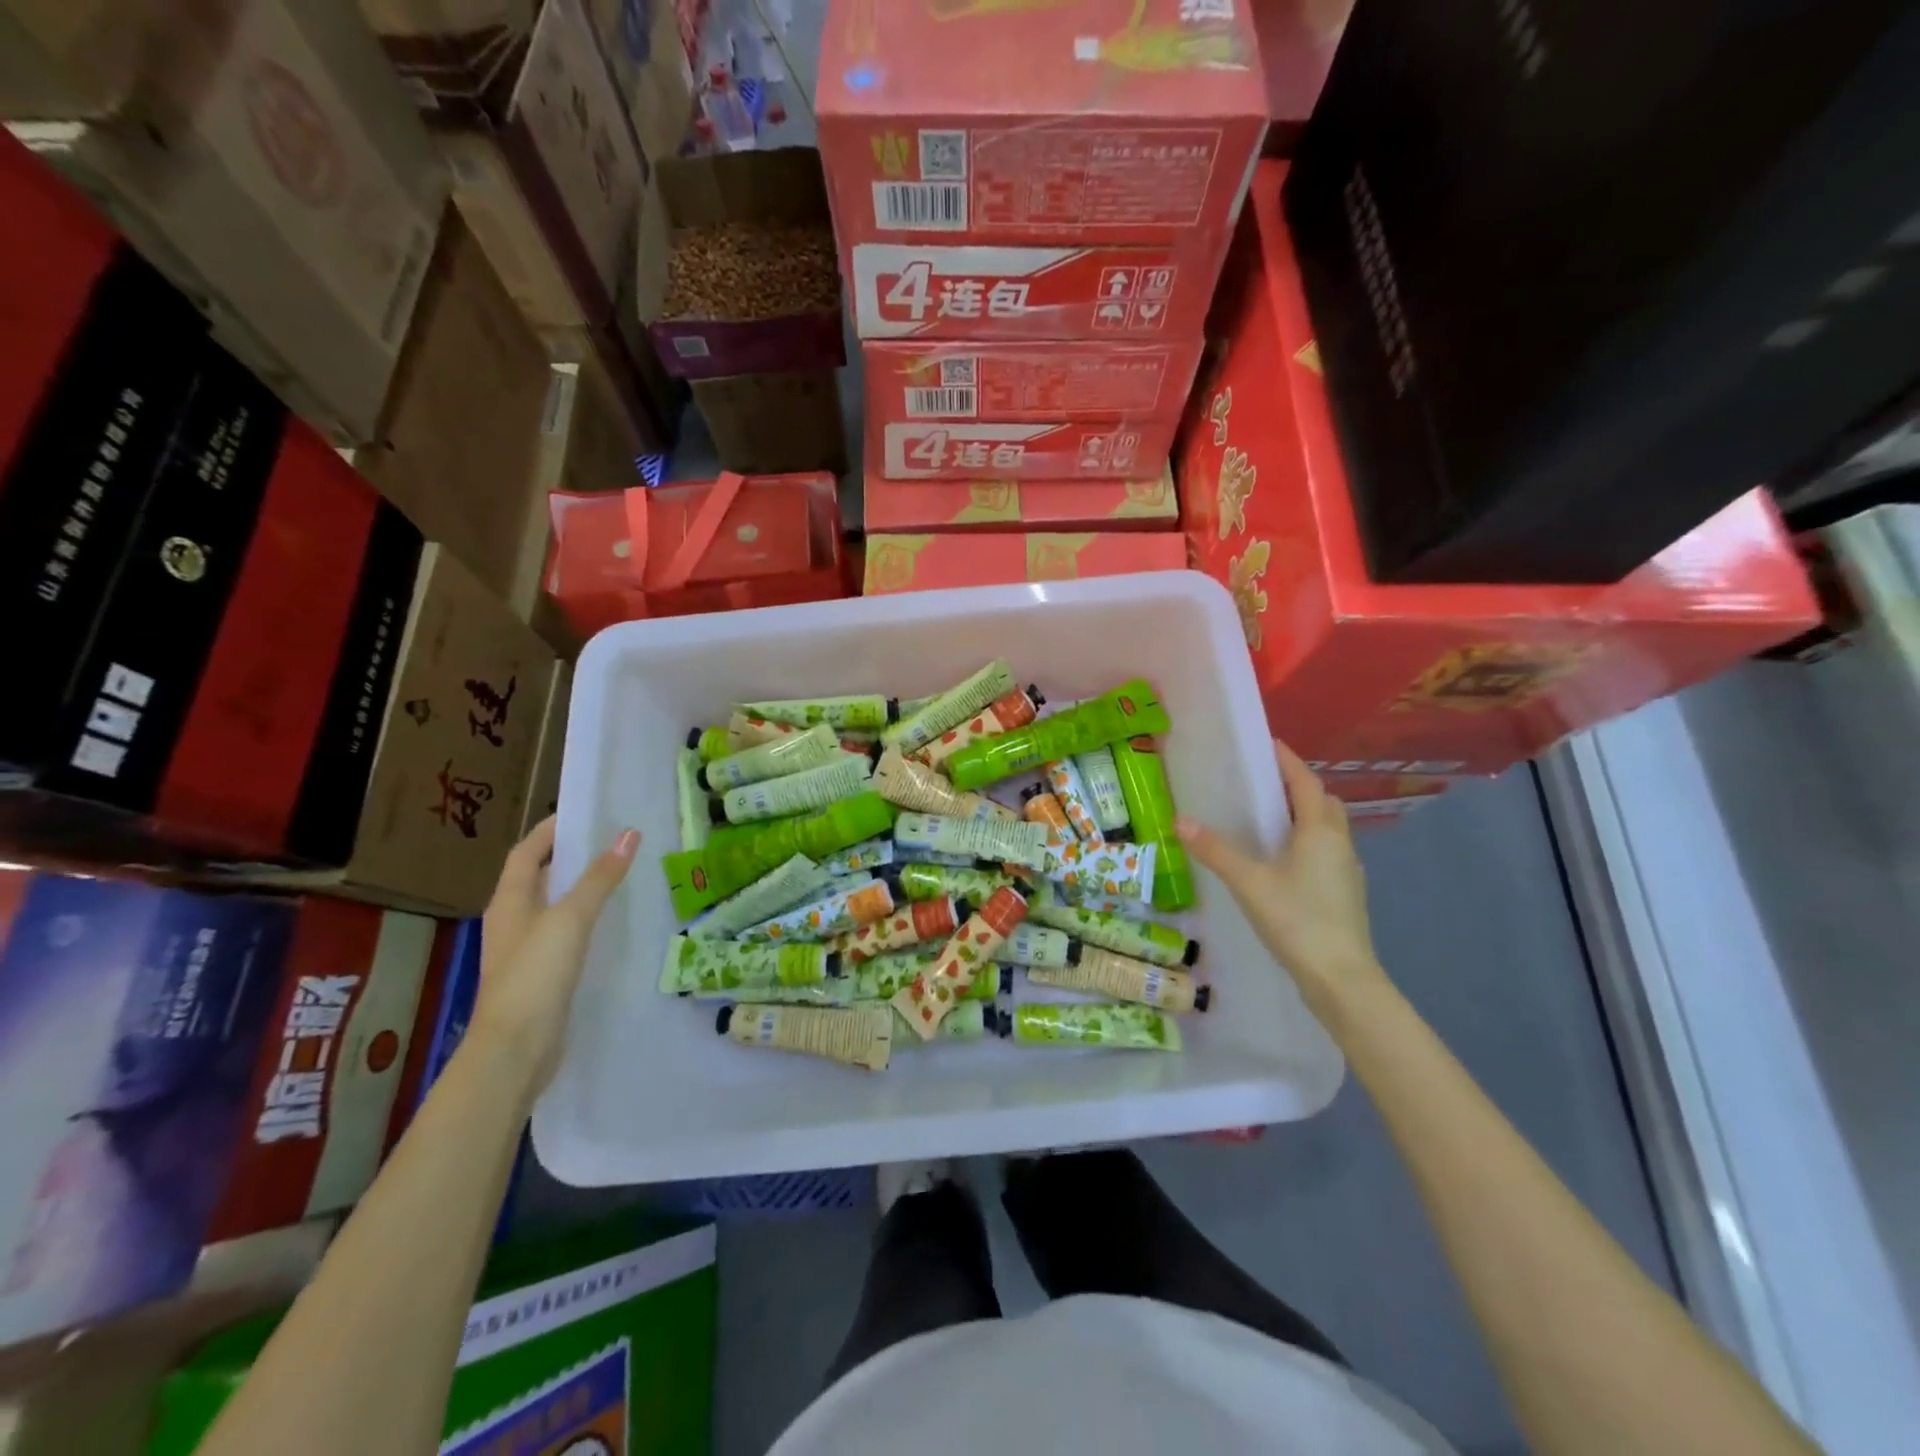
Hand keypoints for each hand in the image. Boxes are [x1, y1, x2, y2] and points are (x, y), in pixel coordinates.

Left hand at [474, 817, 637, 1087]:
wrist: (515, 1050)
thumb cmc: (535, 974)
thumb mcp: (570, 918)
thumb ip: (600, 877)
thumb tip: (629, 833)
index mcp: (509, 901)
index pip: (527, 853)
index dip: (551, 830)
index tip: (585, 812)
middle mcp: (513, 922)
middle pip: (539, 878)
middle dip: (571, 857)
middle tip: (612, 841)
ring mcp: (526, 951)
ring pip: (554, 908)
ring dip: (581, 889)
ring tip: (620, 875)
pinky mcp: (542, 976)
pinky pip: (565, 935)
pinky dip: (586, 921)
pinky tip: (613, 925)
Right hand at [1177, 741, 1386, 1011]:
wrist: (1341, 979)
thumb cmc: (1297, 920)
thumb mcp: (1249, 882)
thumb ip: (1215, 850)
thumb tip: (1181, 821)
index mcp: (1320, 830)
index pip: (1306, 781)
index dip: (1288, 761)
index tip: (1268, 745)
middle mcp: (1340, 843)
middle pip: (1323, 803)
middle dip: (1298, 787)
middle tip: (1264, 784)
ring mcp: (1347, 871)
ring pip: (1328, 829)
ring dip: (1305, 816)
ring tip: (1269, 820)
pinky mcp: (1345, 894)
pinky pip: (1326, 853)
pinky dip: (1307, 844)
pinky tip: (1283, 862)